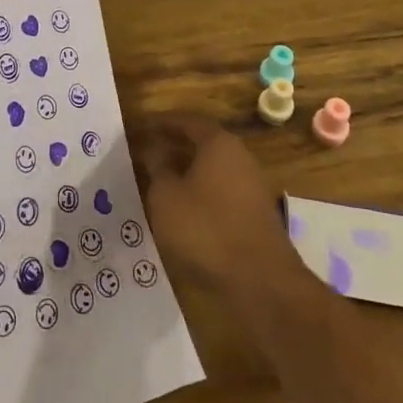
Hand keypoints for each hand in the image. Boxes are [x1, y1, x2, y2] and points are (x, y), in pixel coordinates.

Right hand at [135, 112, 303, 302]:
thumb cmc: (206, 229)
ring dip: (187, 174)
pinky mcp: (256, 216)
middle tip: (147, 155)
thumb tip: (153, 149)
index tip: (142, 128)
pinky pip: (221, 194)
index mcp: (219, 143)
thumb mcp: (166, 196)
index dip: (163, 123)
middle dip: (175, 148)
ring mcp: (252, 187)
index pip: (188, 121)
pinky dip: (200, 196)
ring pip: (212, 171)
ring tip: (159, 185)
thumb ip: (158, 167)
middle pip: (203, 144)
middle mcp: (240, 158)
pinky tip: (183, 213)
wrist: (261, 282)